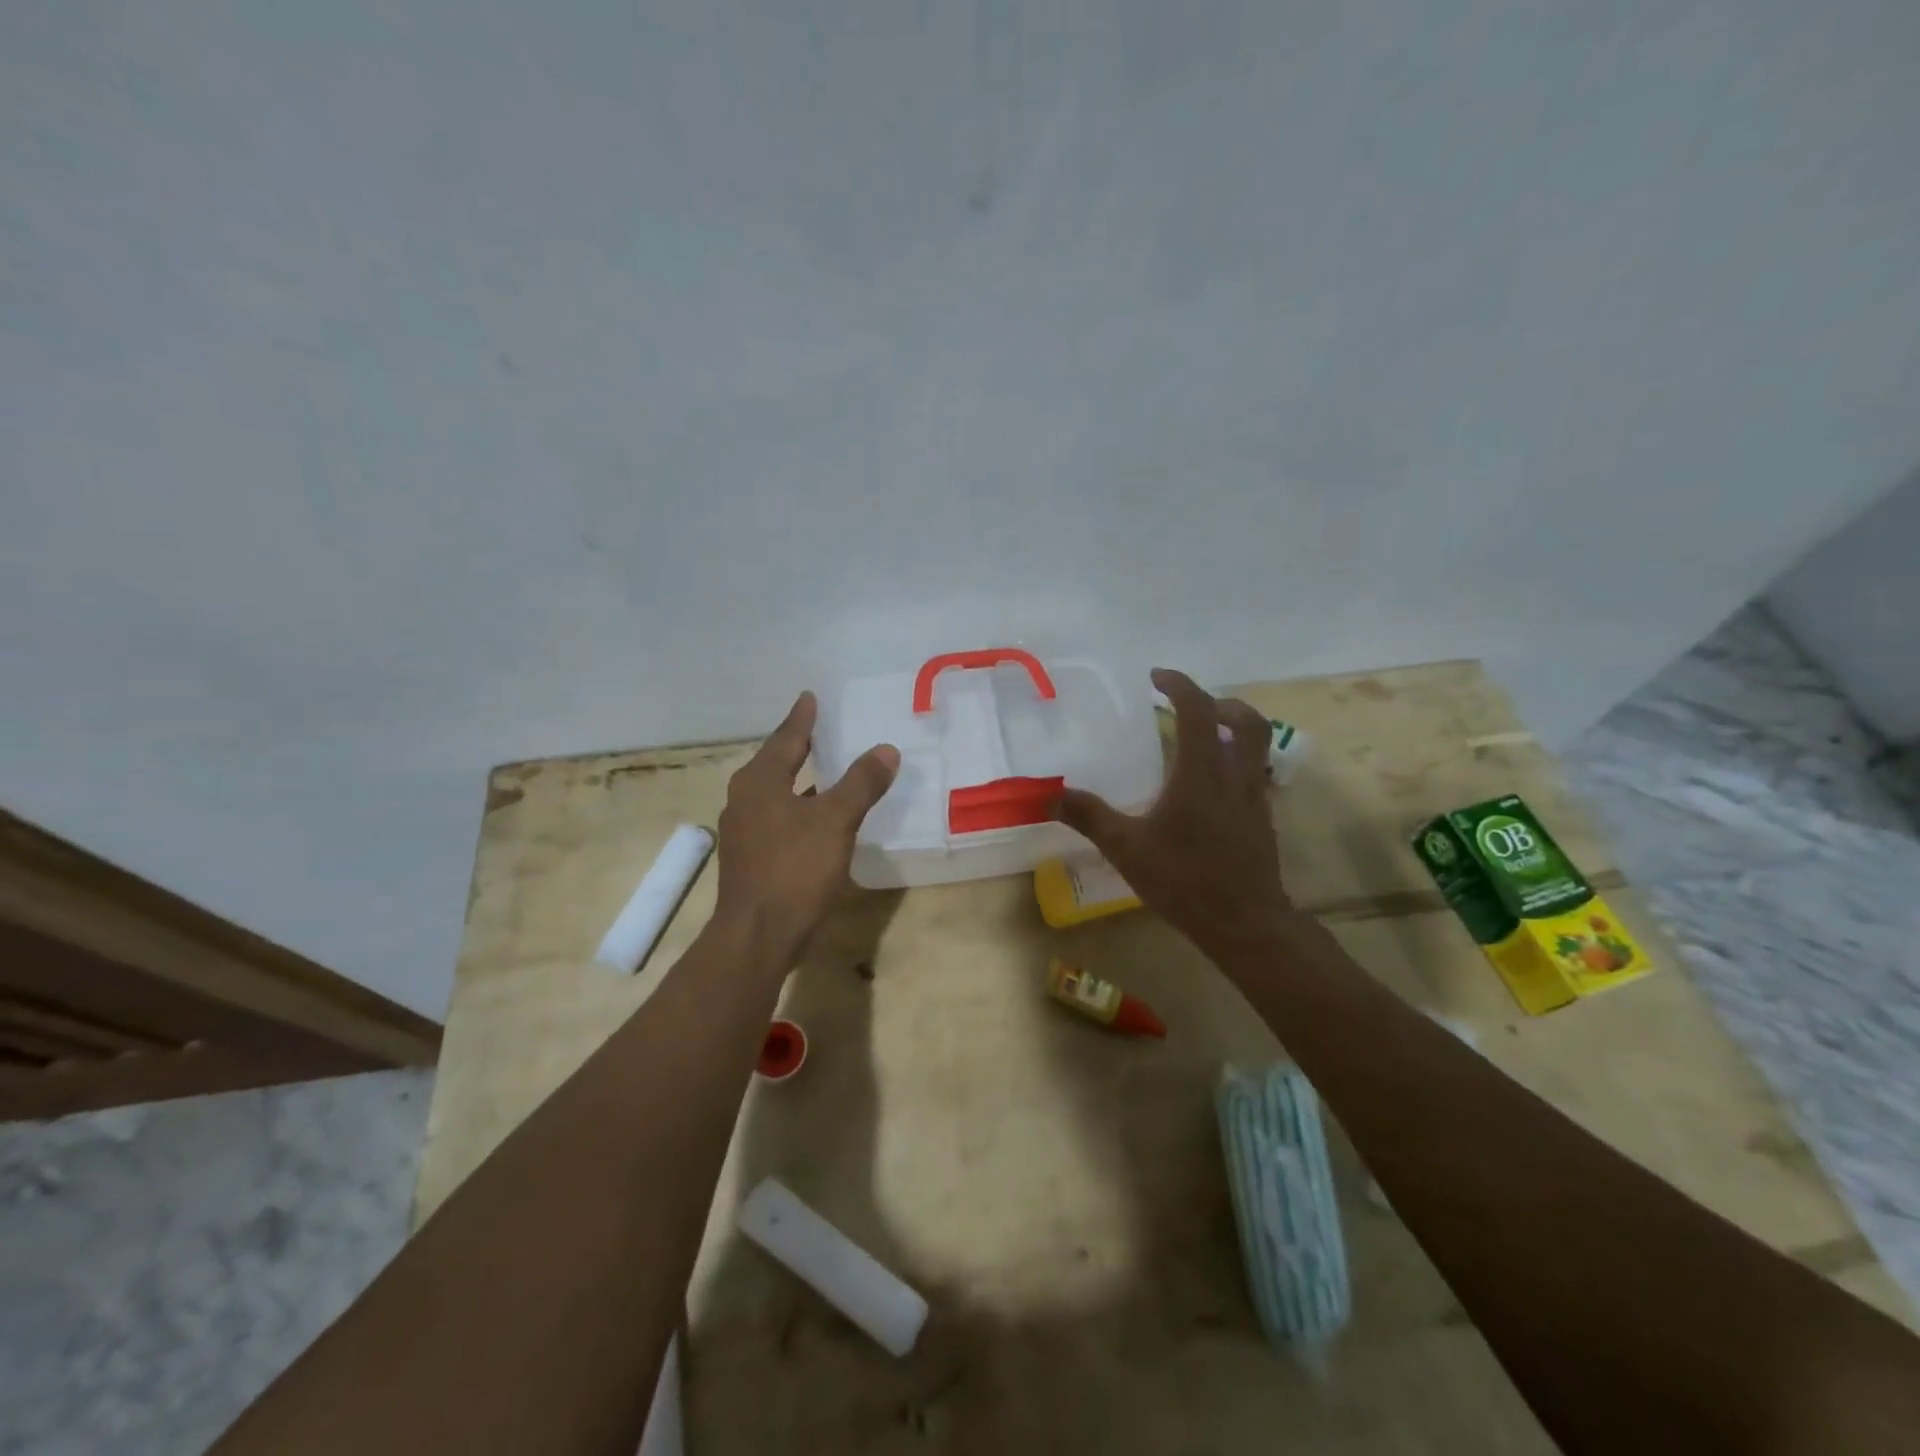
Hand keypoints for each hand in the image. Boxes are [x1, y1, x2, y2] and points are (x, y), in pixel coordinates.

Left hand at [714, 691, 899, 960]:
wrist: (758, 935)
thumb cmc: (794, 868)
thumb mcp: (835, 820)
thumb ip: (861, 782)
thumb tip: (886, 749)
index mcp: (759, 781)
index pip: (786, 737)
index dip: (803, 717)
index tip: (810, 696)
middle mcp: (745, 799)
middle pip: (777, 762)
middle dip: (799, 746)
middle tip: (824, 728)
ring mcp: (745, 831)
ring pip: (778, 793)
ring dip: (802, 780)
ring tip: (829, 769)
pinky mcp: (752, 858)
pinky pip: (780, 819)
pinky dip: (801, 809)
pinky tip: (821, 818)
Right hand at [1055, 668, 1294, 961]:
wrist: (1245, 923)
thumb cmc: (1184, 881)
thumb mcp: (1126, 848)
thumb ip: (1089, 816)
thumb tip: (1049, 793)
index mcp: (1201, 774)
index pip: (1198, 711)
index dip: (1180, 685)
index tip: (1157, 677)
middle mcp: (1235, 776)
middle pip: (1247, 721)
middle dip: (1221, 703)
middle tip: (1191, 705)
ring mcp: (1254, 798)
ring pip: (1258, 746)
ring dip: (1235, 729)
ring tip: (1204, 737)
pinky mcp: (1262, 819)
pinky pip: (1255, 773)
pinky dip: (1236, 761)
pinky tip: (1210, 785)